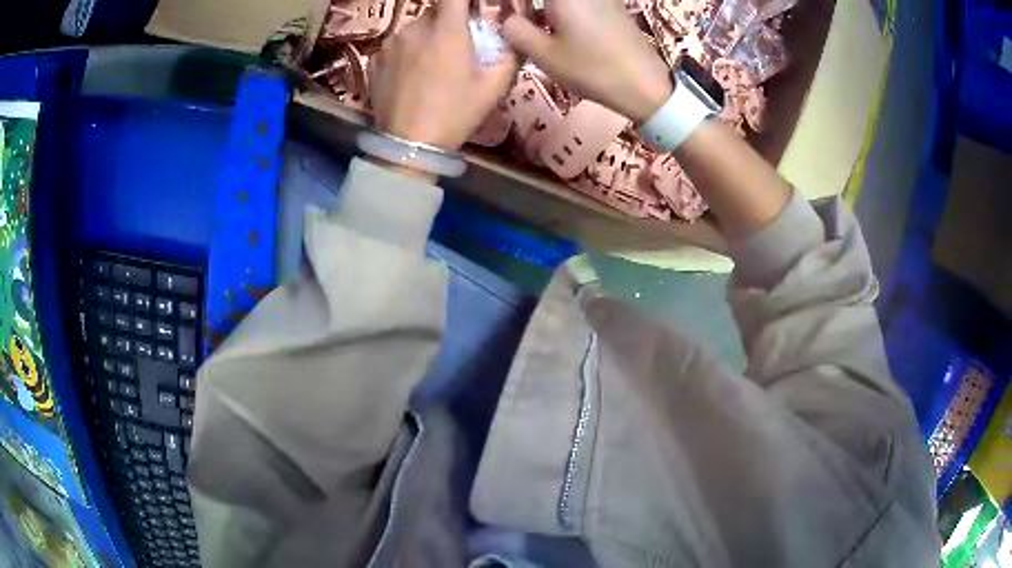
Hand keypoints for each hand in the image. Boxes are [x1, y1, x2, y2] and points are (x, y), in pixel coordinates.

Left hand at [369, 0, 517, 151]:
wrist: (408, 145)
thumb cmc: (455, 113)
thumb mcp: (494, 87)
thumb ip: (510, 54)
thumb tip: (515, 36)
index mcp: (446, 30)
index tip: (470, 8)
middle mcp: (415, 28)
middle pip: (436, 13)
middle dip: (449, 23)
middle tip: (456, 48)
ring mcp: (390, 44)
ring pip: (415, 30)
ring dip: (426, 39)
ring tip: (432, 67)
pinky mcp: (375, 60)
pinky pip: (396, 47)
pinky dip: (406, 54)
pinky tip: (411, 77)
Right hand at [501, 0, 672, 122]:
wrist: (646, 85)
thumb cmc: (592, 68)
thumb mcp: (544, 54)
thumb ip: (515, 31)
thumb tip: (506, 20)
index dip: (515, 7)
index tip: (509, 19)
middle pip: (548, 0)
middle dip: (528, 9)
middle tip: (519, 27)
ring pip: (563, 2)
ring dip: (544, 11)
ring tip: (534, 31)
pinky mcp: (612, 6)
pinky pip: (579, 4)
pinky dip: (564, 13)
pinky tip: (559, 32)